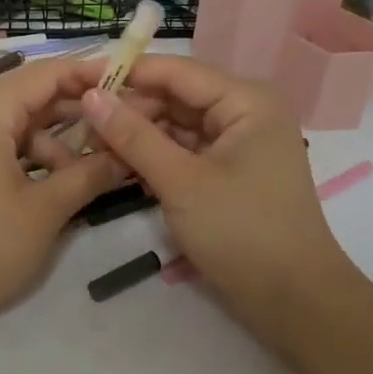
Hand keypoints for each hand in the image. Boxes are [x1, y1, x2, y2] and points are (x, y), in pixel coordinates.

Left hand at [0, 59, 128, 338]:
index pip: (49, 73)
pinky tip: (58, 184)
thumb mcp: (43, 212)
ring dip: (57, 142)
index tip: (134, 80)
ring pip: (19, 123)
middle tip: (125, 125)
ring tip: (95, 172)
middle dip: (80, 111)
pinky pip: (1, 143)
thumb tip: (127, 155)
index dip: (93, 74)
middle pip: (34, 95)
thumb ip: (89, 175)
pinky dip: (31, 157)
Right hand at [80, 56, 357, 335]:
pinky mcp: (229, 170)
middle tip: (79, 123)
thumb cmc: (242, 233)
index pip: (175, 71)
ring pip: (176, 125)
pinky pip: (185, 150)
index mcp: (245, 100)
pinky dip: (155, 157)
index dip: (125, 72)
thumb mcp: (181, 182)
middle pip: (175, 96)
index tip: (77, 78)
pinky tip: (119, 166)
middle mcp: (244, 111)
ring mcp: (238, 142)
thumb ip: (133, 135)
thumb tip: (90, 96)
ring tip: (91, 146)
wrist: (295, 302)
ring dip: (138, 135)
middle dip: (129, 109)